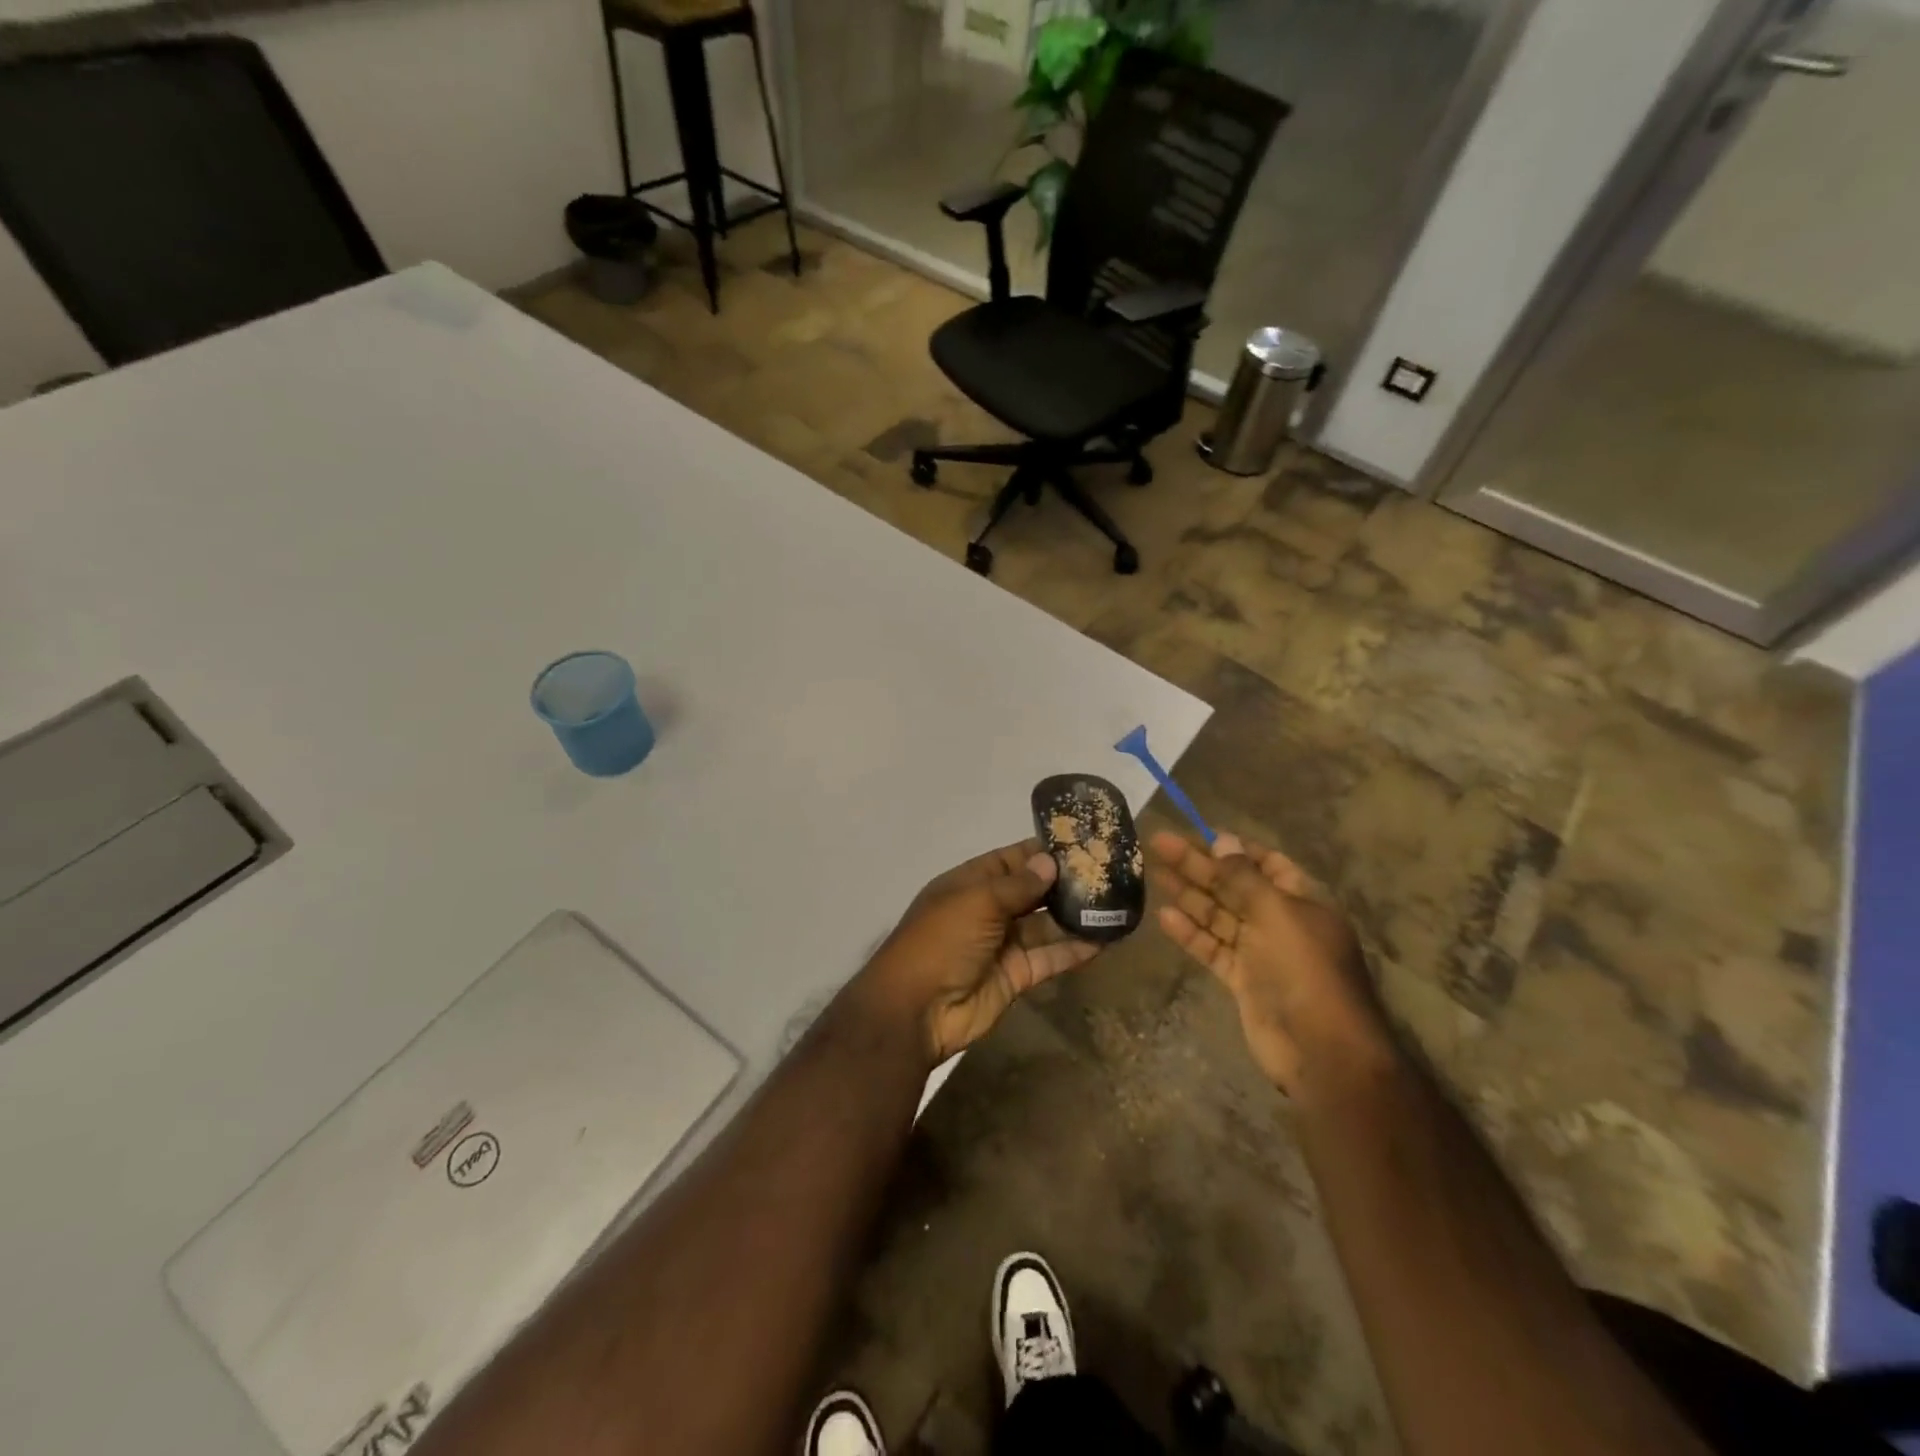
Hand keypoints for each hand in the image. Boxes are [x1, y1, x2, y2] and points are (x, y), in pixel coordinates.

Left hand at [860, 840, 1100, 1064]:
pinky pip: (1050, 957)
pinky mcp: (1017, 976)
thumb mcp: (977, 902)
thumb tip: (1050, 862)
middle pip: (1031, 892)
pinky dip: (1074, 950)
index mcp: (970, 884)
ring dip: (1074, 916)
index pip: (1011, 860)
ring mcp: (1003, 944)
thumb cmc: (941, 941)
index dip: (1041, 852)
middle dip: (1064, 883)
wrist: (917, 1010)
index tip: (1080, 842)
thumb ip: (1017, 884)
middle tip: (1109, 872)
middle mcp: (988, 910)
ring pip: (1045, 925)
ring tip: (1115, 903)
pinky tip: (1105, 939)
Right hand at [1150, 830, 1387, 1094]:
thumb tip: (1222, 839)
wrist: (1322, 1051)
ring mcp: (1260, 952)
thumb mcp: (1276, 912)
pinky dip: (1190, 933)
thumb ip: (1245, 877)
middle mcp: (1280, 921)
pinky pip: (1212, 948)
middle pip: (1233, 886)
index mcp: (1300, 900)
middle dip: (1198, 865)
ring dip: (1188, 894)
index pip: (1265, 863)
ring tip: (1153, 873)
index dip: (1232, 848)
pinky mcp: (1242, 979)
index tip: (1197, 833)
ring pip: (1218, 915)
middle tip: (1159, 844)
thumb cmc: (1305, 970)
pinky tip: (1164, 917)